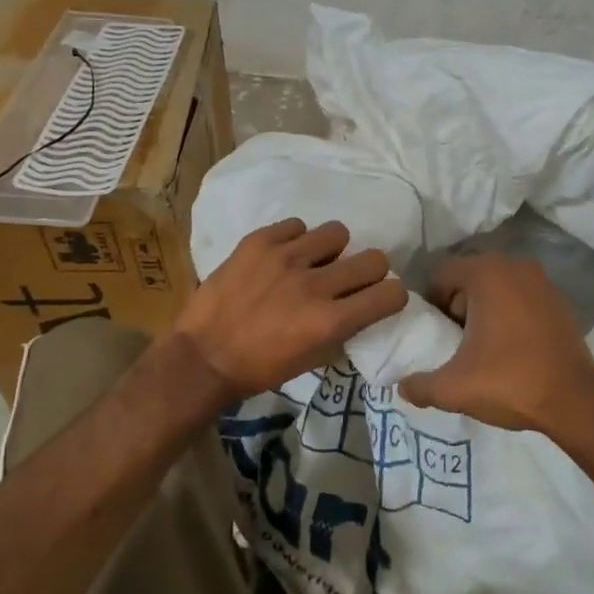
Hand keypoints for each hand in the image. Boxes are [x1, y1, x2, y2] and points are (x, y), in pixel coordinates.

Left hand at [174, 218, 408, 398]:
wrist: (201, 357)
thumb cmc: (259, 369)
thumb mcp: (312, 360)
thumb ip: (342, 331)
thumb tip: (361, 307)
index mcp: (330, 322)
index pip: (391, 293)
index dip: (392, 295)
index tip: (380, 297)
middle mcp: (315, 285)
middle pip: (374, 258)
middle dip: (369, 270)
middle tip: (349, 278)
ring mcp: (286, 258)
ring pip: (337, 232)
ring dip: (331, 250)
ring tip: (312, 261)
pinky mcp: (259, 242)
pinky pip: (296, 225)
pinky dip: (294, 240)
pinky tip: (281, 257)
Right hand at [396, 253, 593, 438]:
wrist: (576, 401)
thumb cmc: (510, 381)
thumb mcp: (454, 388)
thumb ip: (419, 386)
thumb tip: (402, 386)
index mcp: (486, 273)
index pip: (441, 273)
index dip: (431, 303)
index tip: (435, 333)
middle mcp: (514, 266)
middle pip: (469, 277)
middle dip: (458, 305)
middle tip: (456, 342)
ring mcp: (541, 280)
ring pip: (497, 286)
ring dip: (485, 309)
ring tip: (483, 347)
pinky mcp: (559, 300)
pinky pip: (521, 297)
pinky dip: (510, 313)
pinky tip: (511, 347)